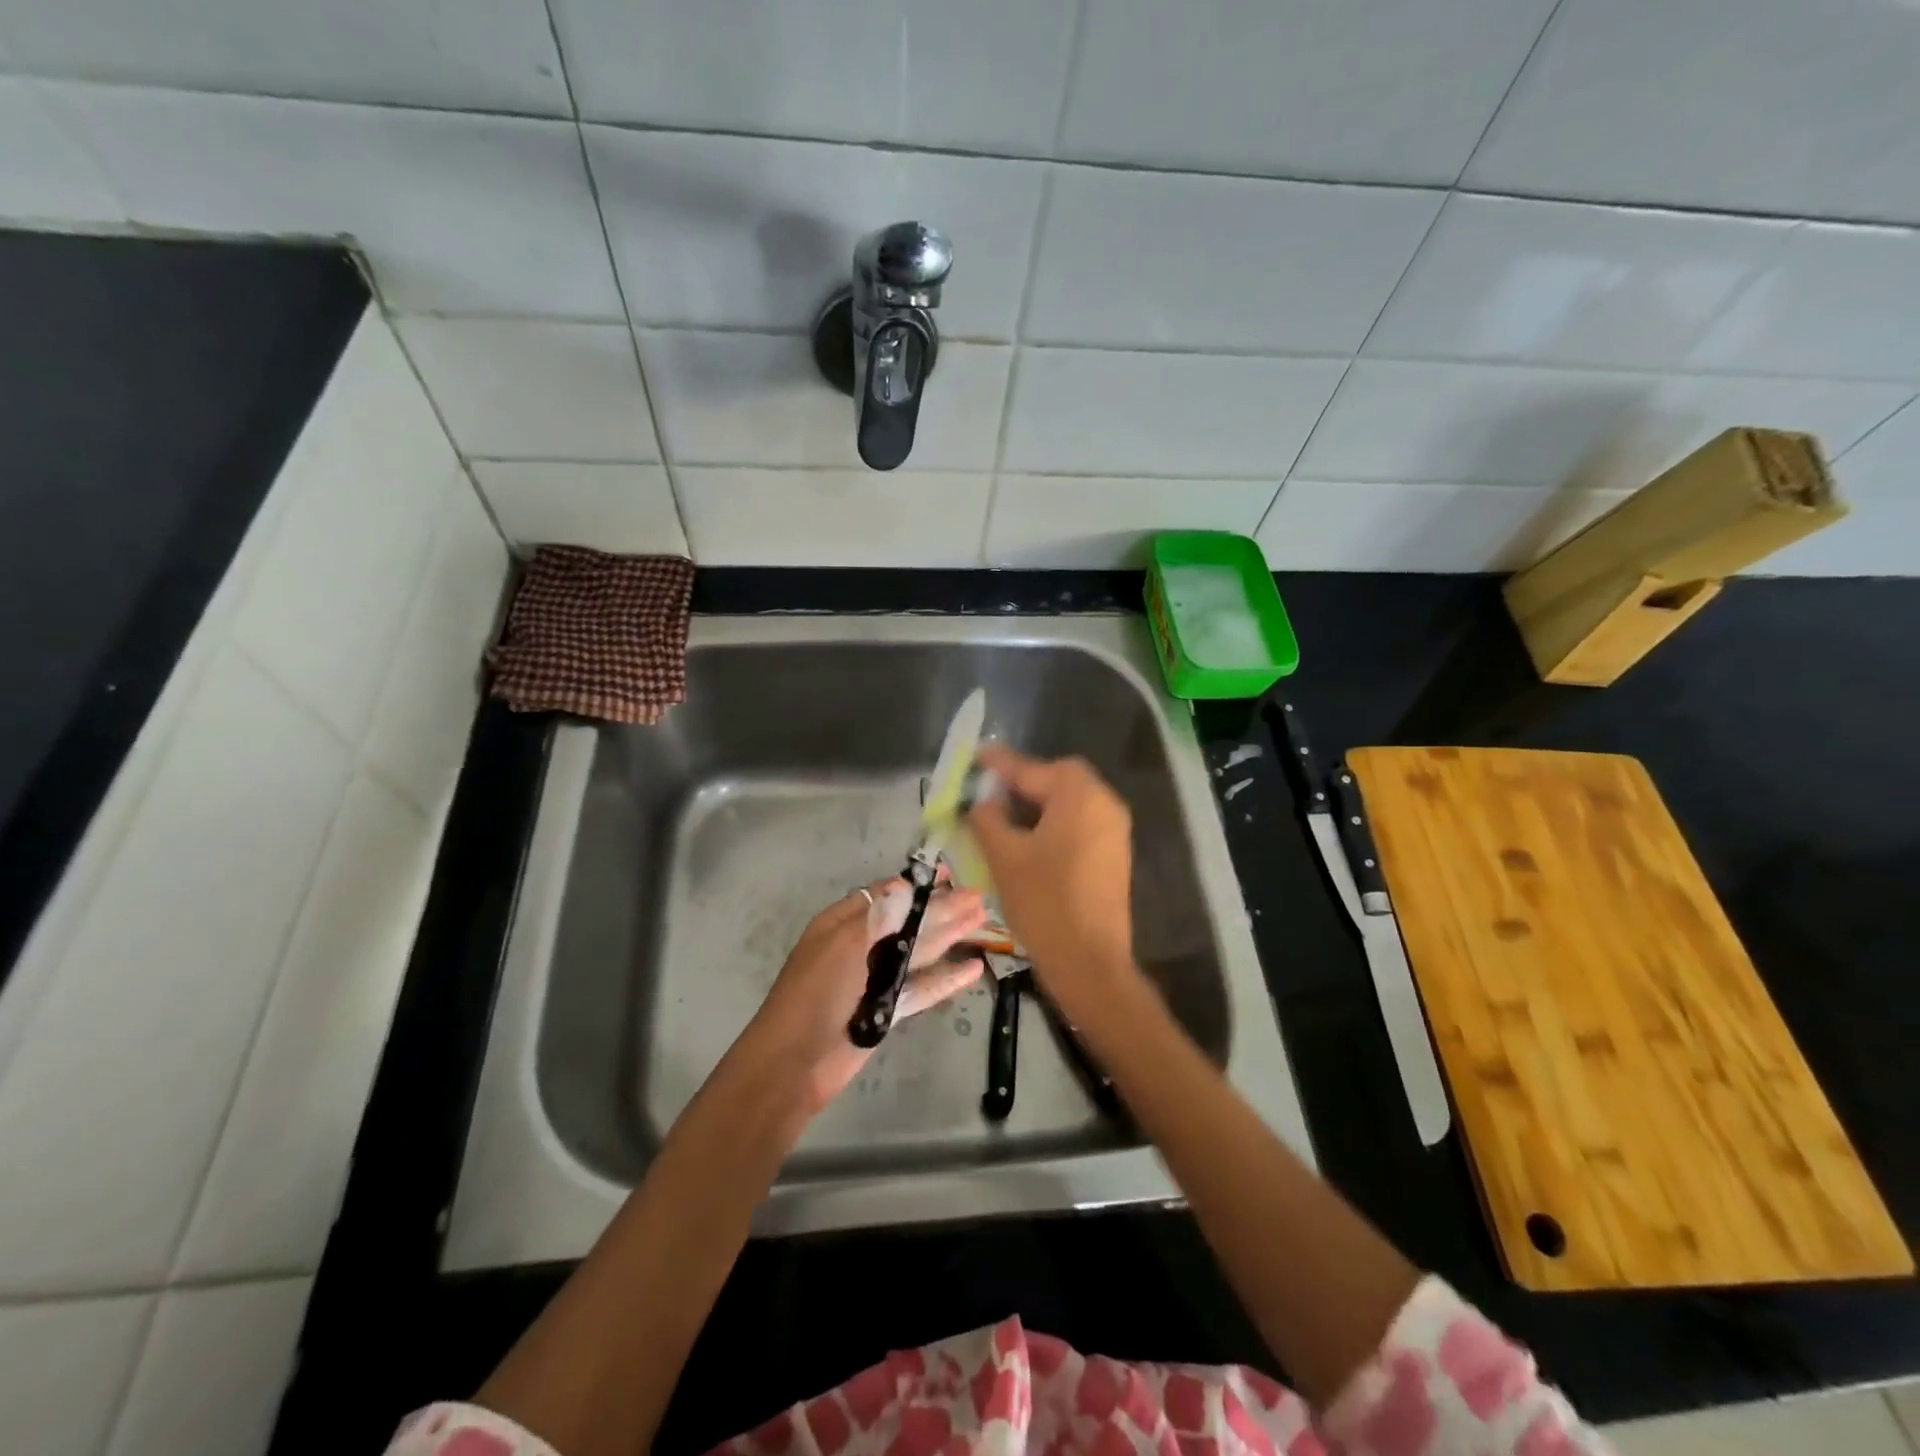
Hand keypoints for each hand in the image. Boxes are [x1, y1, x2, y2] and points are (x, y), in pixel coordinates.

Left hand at [745, 873, 988, 1114]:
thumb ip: (879, 917)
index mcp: (842, 924)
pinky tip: (972, 968)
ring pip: (919, 952)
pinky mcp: (887, 1010)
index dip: (917, 885)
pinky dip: (945, 978)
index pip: (886, 895)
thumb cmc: (814, 994)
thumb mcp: (843, 945)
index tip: (948, 875)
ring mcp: (875, 979)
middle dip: (941, 909)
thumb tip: (904, 885)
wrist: (793, 1064)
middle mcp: (860, 946)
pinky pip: (921, 988)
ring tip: (982, 921)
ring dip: (949, 936)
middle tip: (978, 898)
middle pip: (908, 922)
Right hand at [967, 746, 1137, 1013]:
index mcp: (1079, 796)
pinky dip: (1052, 823)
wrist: (1090, 962)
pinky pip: (1078, 824)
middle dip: (1022, 782)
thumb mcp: (1005, 857)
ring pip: (1069, 803)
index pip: (1032, 768)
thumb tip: (981, 801)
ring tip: (1001, 818)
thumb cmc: (1044, 903)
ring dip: (1036, 804)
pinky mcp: (1113, 854)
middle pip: (1057, 779)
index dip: (999, 764)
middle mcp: (1104, 803)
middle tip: (988, 793)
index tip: (974, 757)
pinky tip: (1027, 841)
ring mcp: (1113, 830)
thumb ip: (987, 819)